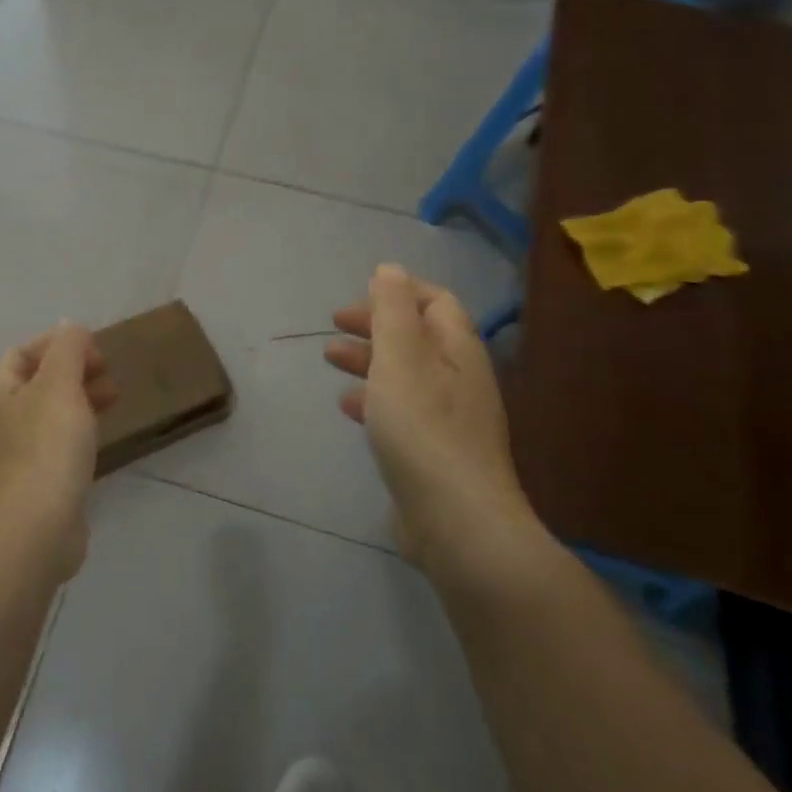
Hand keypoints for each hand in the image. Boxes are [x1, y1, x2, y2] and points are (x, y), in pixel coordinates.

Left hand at [0, 322, 116, 578]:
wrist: (34, 528)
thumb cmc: (46, 447)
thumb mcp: (60, 385)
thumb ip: (67, 350)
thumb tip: (70, 326)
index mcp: (1, 393)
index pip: (21, 353)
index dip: (54, 343)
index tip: (91, 348)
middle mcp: (3, 421)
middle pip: (37, 383)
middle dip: (72, 371)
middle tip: (107, 372)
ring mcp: (18, 455)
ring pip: (50, 414)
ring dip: (80, 400)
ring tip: (114, 400)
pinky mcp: (38, 484)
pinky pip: (59, 445)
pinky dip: (80, 432)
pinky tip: (102, 439)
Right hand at [326, 265, 538, 570]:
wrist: (456, 522)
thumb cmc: (423, 429)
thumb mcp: (400, 359)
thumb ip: (392, 310)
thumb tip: (389, 269)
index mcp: (459, 351)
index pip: (436, 302)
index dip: (398, 292)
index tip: (357, 297)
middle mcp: (461, 379)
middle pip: (418, 336)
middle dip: (375, 325)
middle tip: (334, 325)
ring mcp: (451, 419)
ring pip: (406, 373)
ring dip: (369, 360)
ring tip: (330, 359)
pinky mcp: (436, 453)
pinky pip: (403, 411)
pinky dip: (374, 399)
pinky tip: (349, 408)